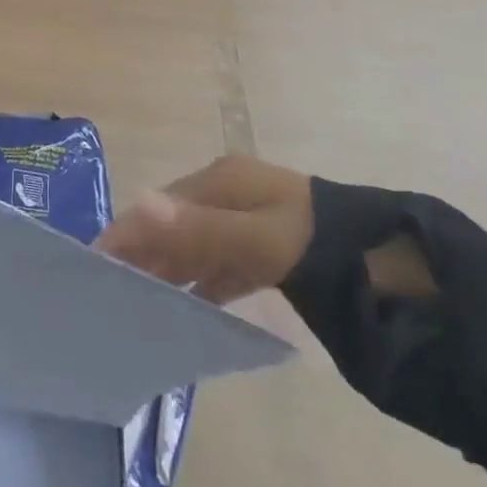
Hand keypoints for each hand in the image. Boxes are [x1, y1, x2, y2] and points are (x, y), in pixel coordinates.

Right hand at [94, 156, 315, 303]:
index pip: (157, 205)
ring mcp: (248, 216)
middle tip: (112, 295)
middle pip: (172, 222)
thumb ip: (199, 230)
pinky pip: (221, 261)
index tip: (94, 266)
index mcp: (220, 180)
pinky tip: (190, 306)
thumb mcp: (258, 239)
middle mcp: (228, 191)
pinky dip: (202, 280)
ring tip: (140, 305)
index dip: (126, 231)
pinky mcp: (266, 244)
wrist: (391, 266)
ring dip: (170, 268)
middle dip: (143, 252)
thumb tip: (138, 207)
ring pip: (195, 243)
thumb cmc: (314, 244)